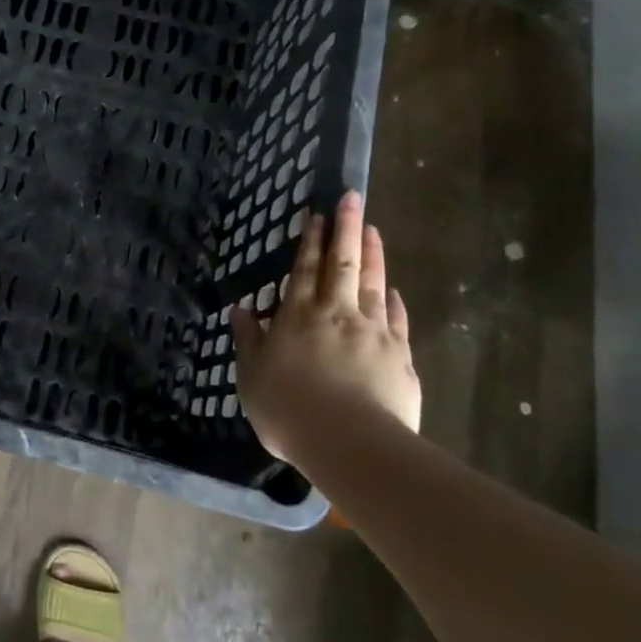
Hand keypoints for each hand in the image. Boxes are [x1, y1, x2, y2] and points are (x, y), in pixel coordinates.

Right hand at [232, 190, 420, 459]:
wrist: (350, 443)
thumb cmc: (289, 410)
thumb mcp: (252, 377)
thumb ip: (248, 341)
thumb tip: (240, 310)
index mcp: (298, 317)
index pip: (303, 270)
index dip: (309, 241)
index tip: (317, 214)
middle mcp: (336, 314)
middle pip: (343, 264)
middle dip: (346, 229)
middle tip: (353, 198)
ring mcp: (373, 332)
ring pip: (374, 284)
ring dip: (373, 254)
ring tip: (373, 229)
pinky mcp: (400, 356)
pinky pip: (397, 319)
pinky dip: (396, 301)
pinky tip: (396, 290)